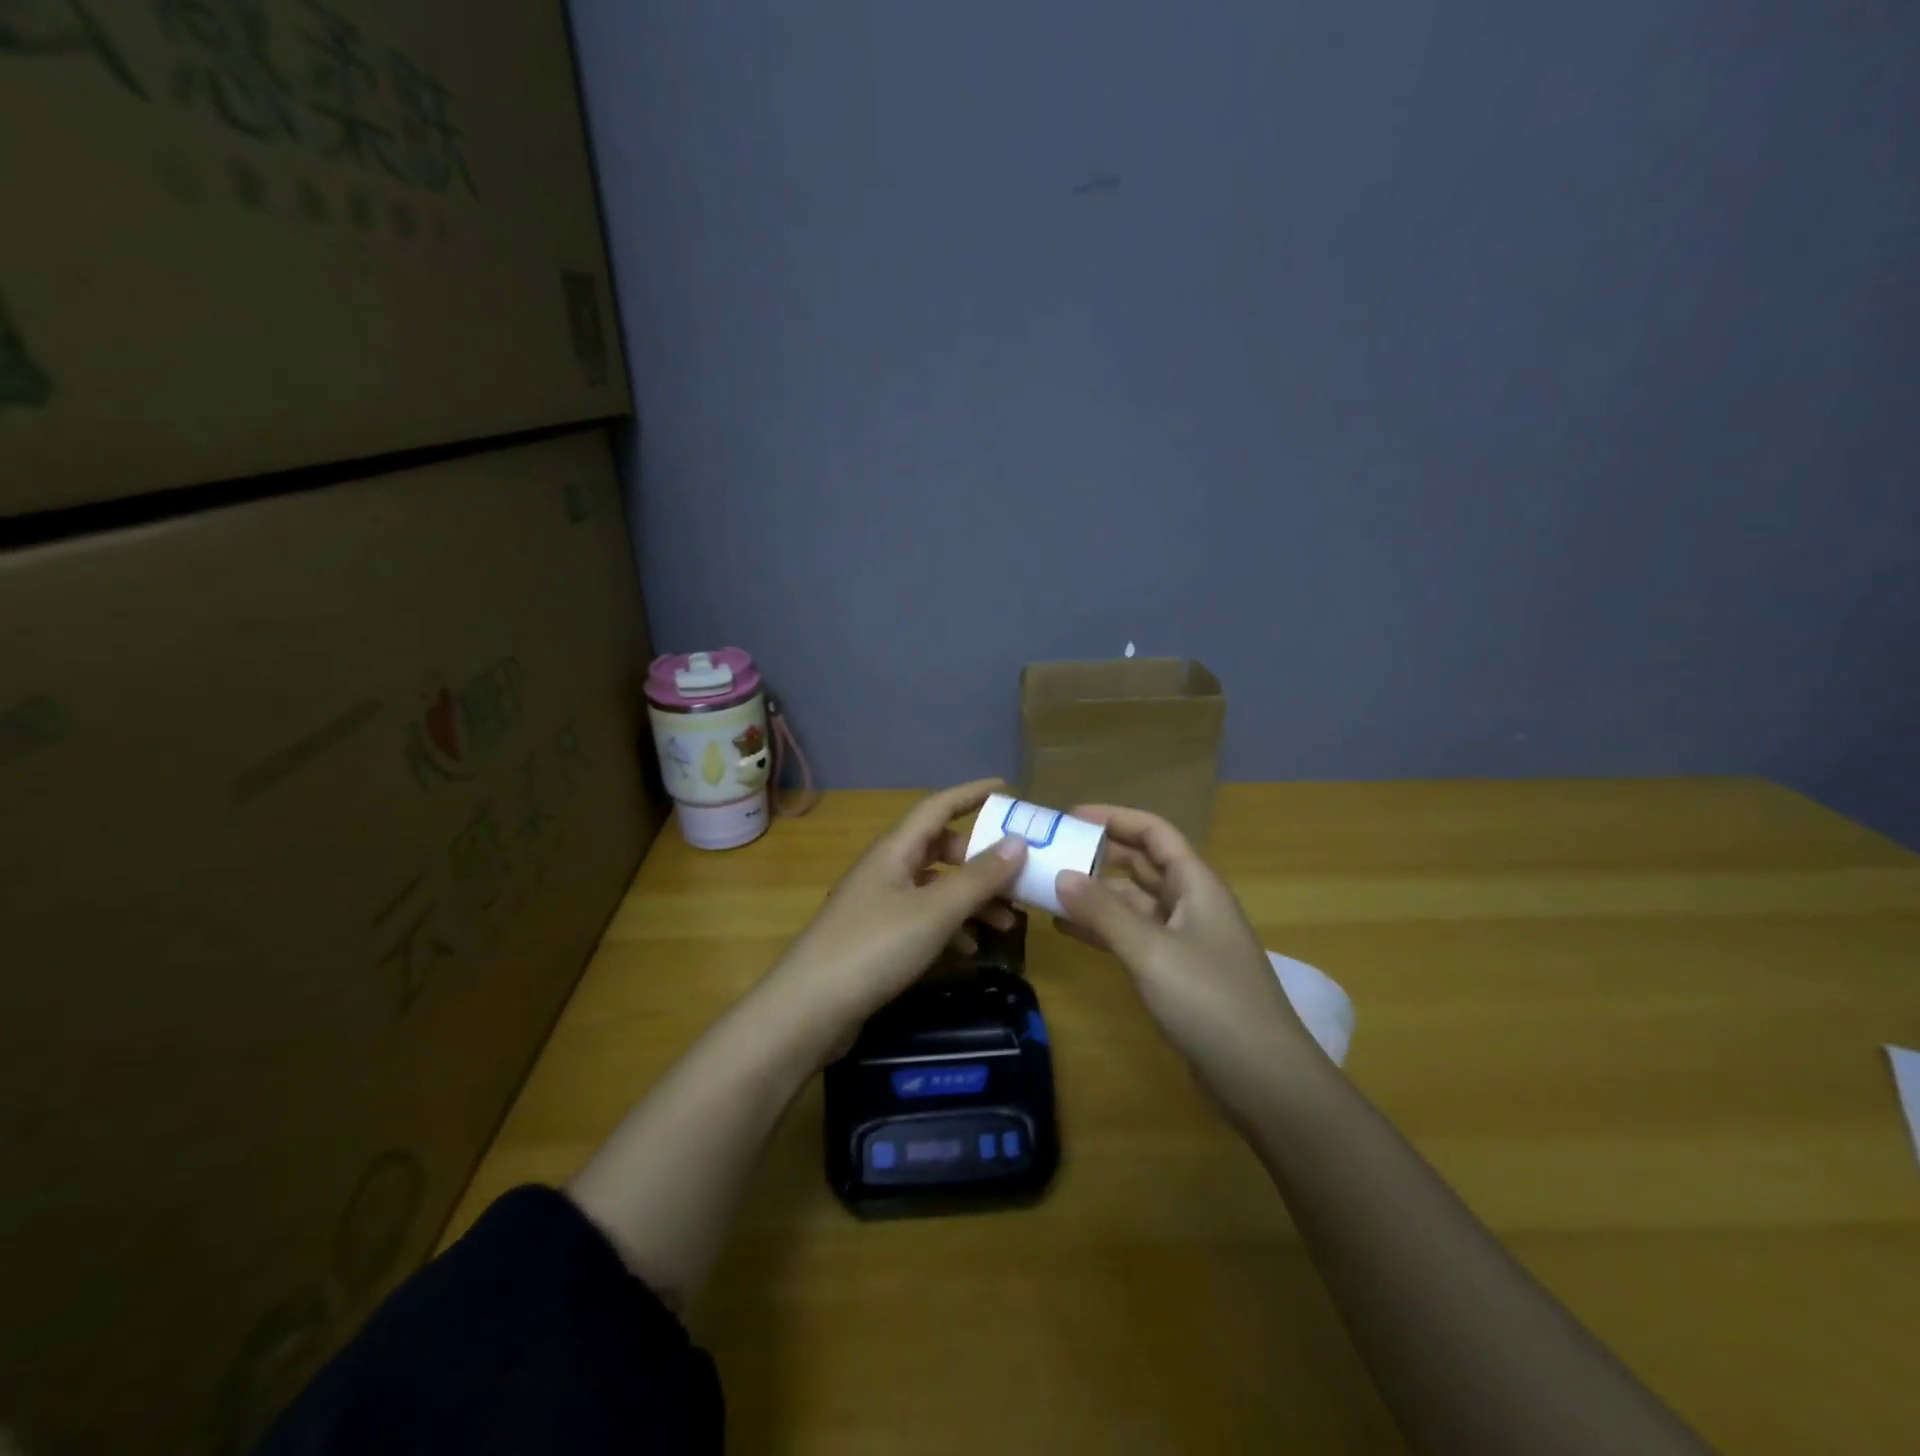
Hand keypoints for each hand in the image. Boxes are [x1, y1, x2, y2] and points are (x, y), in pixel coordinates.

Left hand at [768, 779, 1027, 1048]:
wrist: (809, 1009)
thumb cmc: (874, 947)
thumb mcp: (935, 911)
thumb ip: (978, 878)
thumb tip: (1018, 841)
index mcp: (895, 850)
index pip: (938, 807)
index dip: (972, 794)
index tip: (1007, 789)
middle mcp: (886, 869)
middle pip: (940, 849)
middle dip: (981, 861)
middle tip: (1017, 877)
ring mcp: (879, 905)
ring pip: (935, 888)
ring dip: (971, 900)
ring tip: (1006, 924)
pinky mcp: (876, 939)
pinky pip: (923, 919)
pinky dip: (950, 928)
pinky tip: (970, 950)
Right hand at [1054, 805, 1319, 1116]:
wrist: (1263, 1078)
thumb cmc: (1210, 1001)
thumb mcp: (1151, 952)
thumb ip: (1104, 913)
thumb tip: (1062, 874)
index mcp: (1196, 884)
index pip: (1154, 832)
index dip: (1114, 818)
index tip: (1069, 816)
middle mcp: (1191, 903)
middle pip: (1142, 864)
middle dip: (1100, 853)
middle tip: (1051, 850)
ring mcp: (1183, 940)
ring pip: (1133, 902)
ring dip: (1095, 894)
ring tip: (1048, 888)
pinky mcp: (1175, 972)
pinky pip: (1132, 936)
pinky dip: (1102, 929)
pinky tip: (1067, 929)